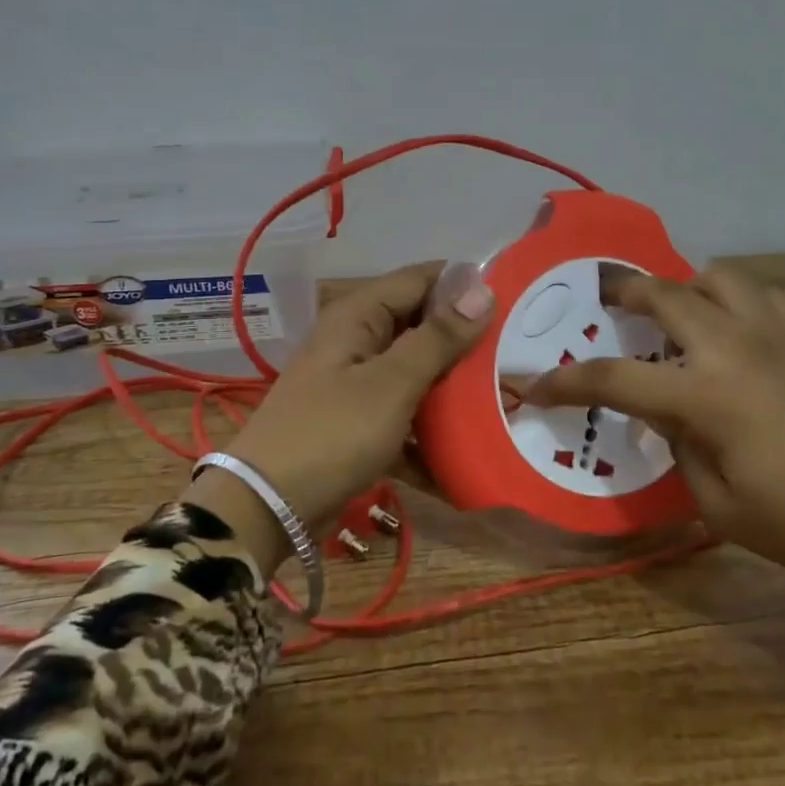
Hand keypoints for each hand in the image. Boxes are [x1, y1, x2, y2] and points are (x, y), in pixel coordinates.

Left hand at [185, 261, 494, 573]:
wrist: (268, 506)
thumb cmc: (333, 433)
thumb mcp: (392, 383)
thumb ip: (438, 337)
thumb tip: (482, 287)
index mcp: (360, 315)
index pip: (421, 279)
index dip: (465, 284)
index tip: (516, 299)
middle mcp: (357, 340)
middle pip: (421, 326)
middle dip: (466, 342)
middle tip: (517, 356)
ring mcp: (356, 383)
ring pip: (416, 373)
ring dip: (452, 389)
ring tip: (504, 401)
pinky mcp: (358, 421)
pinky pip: (404, 414)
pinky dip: (429, 430)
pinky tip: (465, 452)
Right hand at [523, 265, 784, 622]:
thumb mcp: (722, 507)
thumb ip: (680, 449)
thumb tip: (668, 415)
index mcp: (707, 395)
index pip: (613, 378)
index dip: (564, 382)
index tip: (531, 385)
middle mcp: (736, 346)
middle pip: (662, 294)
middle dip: (621, 294)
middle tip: (602, 303)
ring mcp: (780, 332)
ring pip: (716, 276)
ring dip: (683, 287)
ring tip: (675, 315)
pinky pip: (762, 294)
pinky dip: (734, 299)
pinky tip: (736, 330)